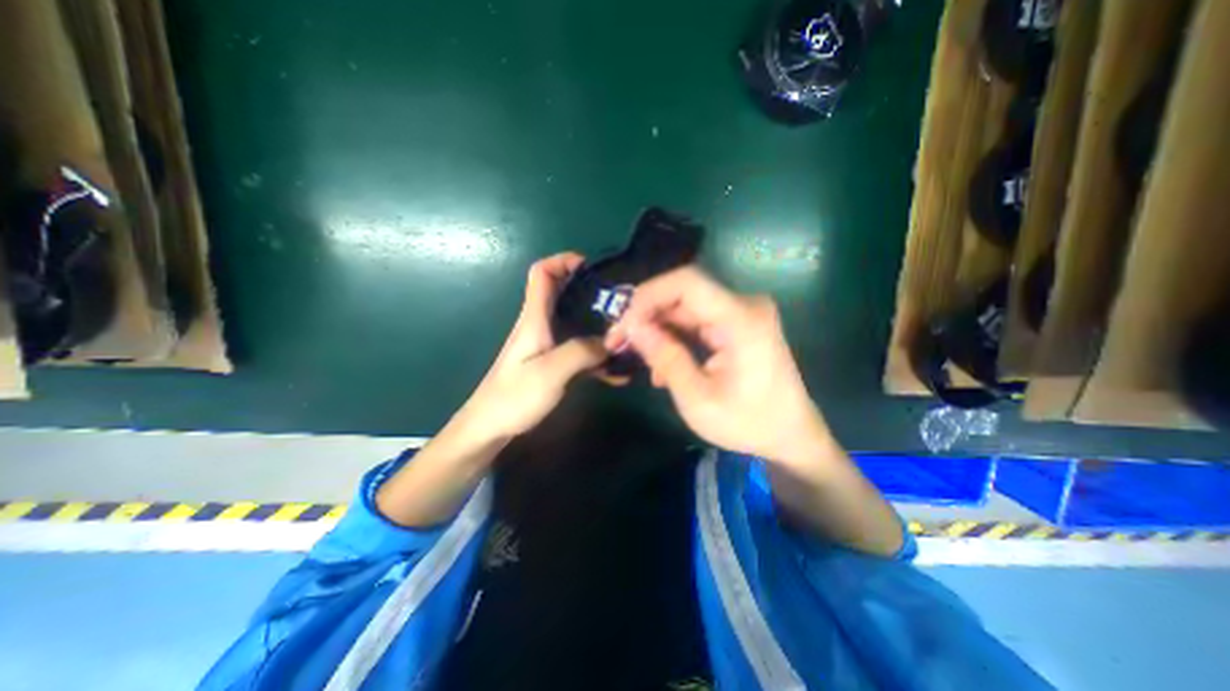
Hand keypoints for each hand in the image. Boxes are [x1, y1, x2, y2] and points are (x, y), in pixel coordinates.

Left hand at [462, 252, 609, 439]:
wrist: (489, 429)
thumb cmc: (513, 397)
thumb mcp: (551, 372)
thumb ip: (582, 352)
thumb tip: (610, 342)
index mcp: (534, 319)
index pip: (541, 274)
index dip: (562, 261)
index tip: (590, 266)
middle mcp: (540, 326)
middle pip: (563, 296)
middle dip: (591, 293)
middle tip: (620, 304)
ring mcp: (546, 347)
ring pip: (575, 325)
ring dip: (599, 328)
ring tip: (627, 338)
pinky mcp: (551, 365)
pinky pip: (579, 352)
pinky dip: (597, 357)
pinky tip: (618, 374)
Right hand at [604, 267, 824, 467]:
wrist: (791, 435)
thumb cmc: (748, 424)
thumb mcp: (698, 399)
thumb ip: (665, 358)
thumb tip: (632, 327)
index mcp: (741, 319)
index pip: (687, 283)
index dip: (648, 295)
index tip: (622, 323)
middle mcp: (743, 305)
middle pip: (683, 294)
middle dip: (645, 314)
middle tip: (618, 341)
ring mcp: (741, 313)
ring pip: (685, 307)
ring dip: (656, 327)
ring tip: (633, 354)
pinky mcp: (736, 324)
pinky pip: (696, 320)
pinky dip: (674, 336)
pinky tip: (661, 364)